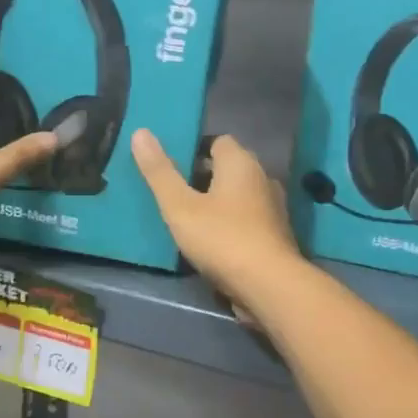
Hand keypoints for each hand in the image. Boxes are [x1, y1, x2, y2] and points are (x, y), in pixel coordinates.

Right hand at [131, 130, 301, 308]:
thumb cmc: (222, 238)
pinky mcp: (276, 234)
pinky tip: (214, 240)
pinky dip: (232, 222)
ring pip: (240, 195)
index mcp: (240, 163)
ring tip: (191, 217)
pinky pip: (249, 218)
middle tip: (176, 192)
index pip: (218, 141)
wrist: (269, 285)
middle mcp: (262, 177)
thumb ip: (160, 172)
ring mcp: (274, 207)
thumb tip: (140, 132)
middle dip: (205, 176)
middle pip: (230, 167)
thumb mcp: (180, 207)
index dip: (195, 150)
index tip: (173, 167)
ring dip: (219, 201)